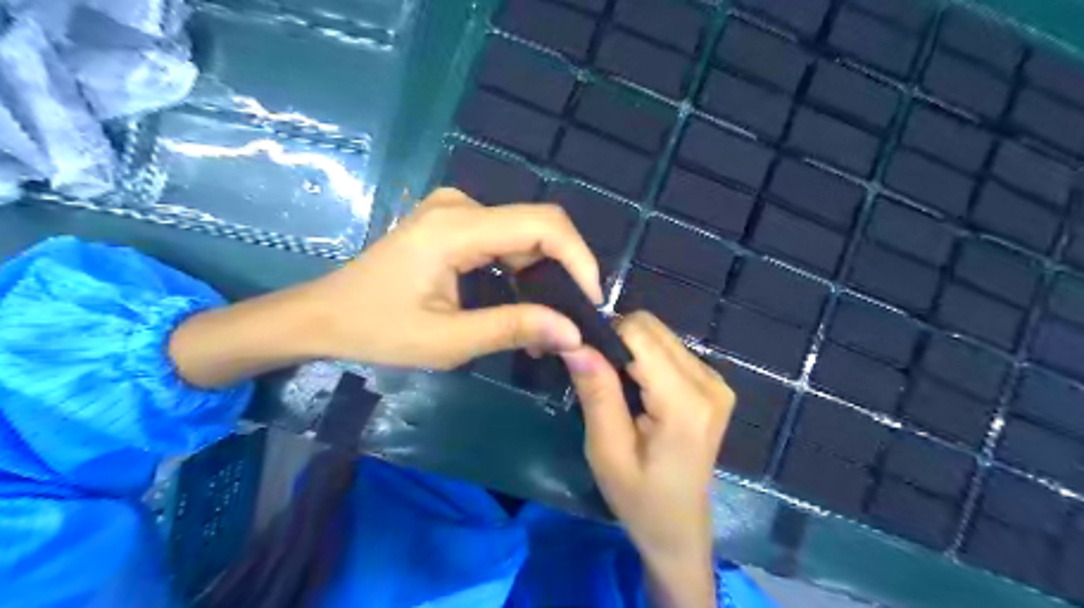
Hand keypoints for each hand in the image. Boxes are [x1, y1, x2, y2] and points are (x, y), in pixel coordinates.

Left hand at [306, 189, 600, 368]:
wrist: (324, 316)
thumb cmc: (378, 330)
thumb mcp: (448, 341)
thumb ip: (513, 329)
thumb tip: (573, 332)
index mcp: (455, 228)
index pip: (542, 225)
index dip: (578, 258)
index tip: (592, 302)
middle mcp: (459, 206)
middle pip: (537, 227)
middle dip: (564, 273)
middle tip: (571, 323)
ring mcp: (455, 210)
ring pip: (524, 235)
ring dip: (544, 277)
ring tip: (547, 325)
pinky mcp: (453, 223)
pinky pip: (505, 240)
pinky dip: (522, 273)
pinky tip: (523, 306)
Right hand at [563, 314, 731, 606]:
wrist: (679, 528)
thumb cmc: (639, 499)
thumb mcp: (607, 451)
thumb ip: (597, 393)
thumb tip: (575, 343)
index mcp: (685, 402)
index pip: (639, 334)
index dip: (605, 338)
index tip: (583, 361)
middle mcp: (709, 382)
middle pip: (651, 328)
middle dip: (617, 343)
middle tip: (596, 378)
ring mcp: (716, 382)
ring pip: (659, 335)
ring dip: (631, 352)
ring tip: (616, 389)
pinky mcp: (714, 384)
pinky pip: (670, 350)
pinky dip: (646, 360)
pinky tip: (638, 391)